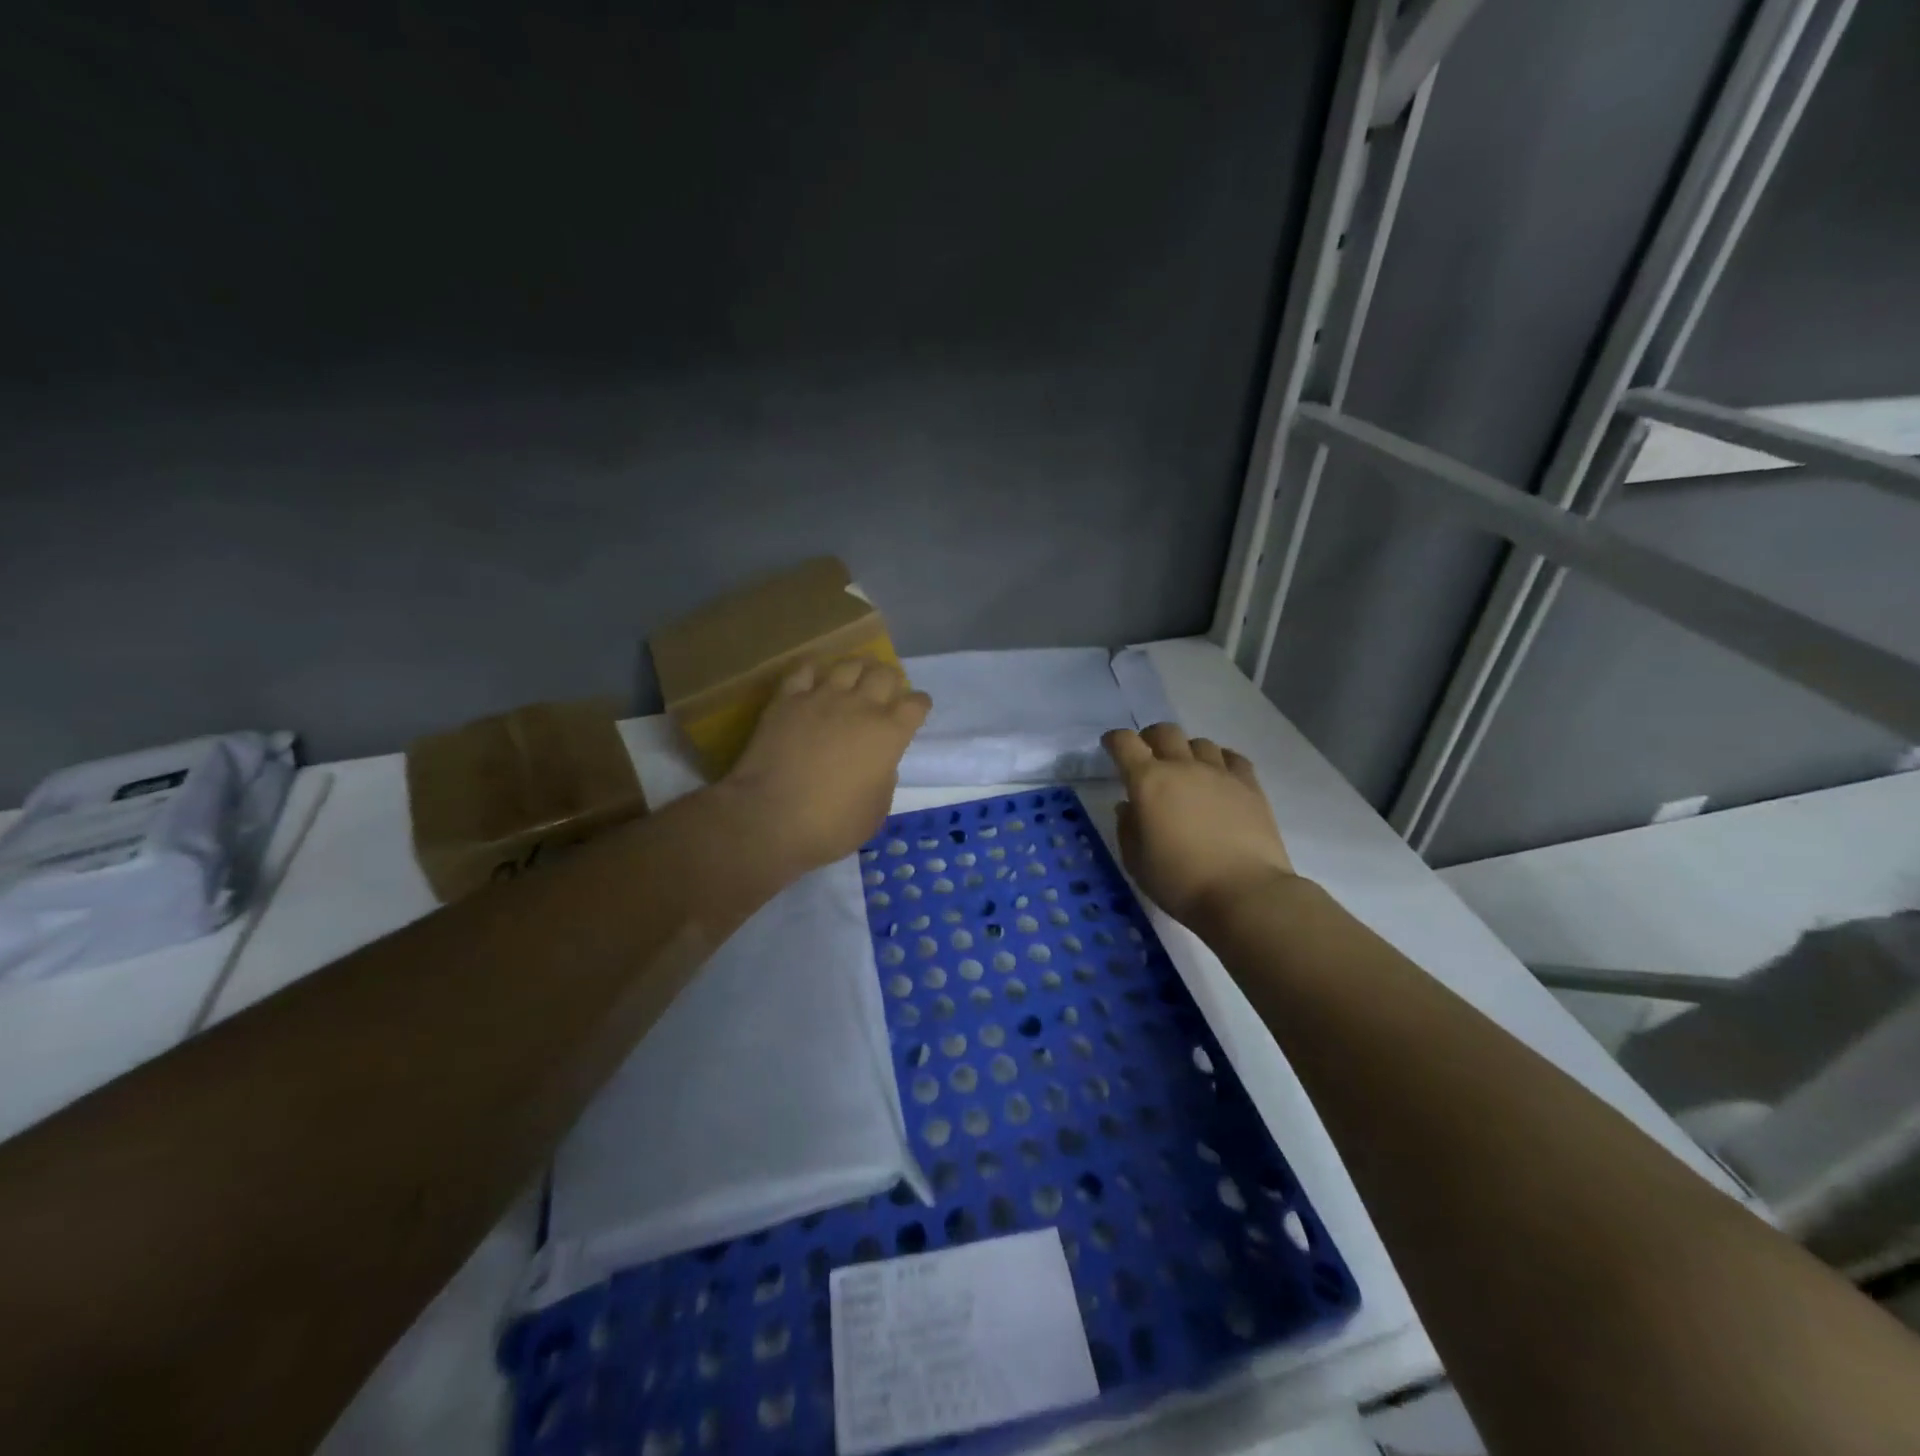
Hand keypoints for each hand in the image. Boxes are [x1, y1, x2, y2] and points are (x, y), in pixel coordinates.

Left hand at [726, 657, 931, 870]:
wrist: (771, 819)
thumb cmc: (832, 825)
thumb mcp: (877, 810)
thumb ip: (884, 777)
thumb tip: (879, 762)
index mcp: (889, 734)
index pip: (916, 704)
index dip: (919, 705)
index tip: (915, 712)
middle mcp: (860, 706)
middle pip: (885, 674)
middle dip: (891, 680)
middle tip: (886, 691)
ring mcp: (822, 698)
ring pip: (849, 664)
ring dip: (858, 669)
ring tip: (856, 677)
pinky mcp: (787, 700)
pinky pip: (805, 671)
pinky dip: (815, 672)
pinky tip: (815, 680)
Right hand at [1102, 723, 1294, 927]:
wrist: (1244, 894)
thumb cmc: (1179, 882)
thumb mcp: (1136, 861)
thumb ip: (1127, 828)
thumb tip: (1129, 806)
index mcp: (1148, 782)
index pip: (1125, 743)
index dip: (1114, 740)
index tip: (1110, 747)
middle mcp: (1183, 767)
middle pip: (1164, 732)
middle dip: (1150, 739)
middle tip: (1147, 757)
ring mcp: (1220, 773)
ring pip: (1200, 742)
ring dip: (1186, 751)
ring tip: (1186, 771)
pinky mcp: (1250, 786)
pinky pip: (1232, 758)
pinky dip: (1220, 760)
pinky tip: (1219, 776)